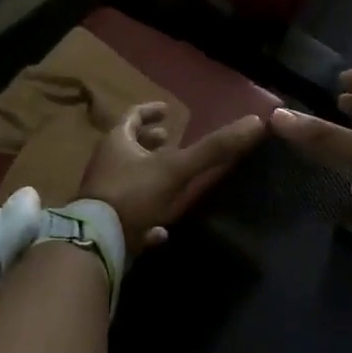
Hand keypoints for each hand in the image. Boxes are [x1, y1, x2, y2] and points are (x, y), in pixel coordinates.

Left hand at [79, 104, 265, 254]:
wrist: (96, 242)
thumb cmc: (133, 195)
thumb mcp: (177, 169)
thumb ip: (213, 149)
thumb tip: (255, 122)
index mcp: (117, 143)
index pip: (132, 117)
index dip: (150, 111)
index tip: (166, 111)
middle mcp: (105, 164)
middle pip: (127, 147)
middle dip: (148, 143)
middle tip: (169, 140)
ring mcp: (102, 194)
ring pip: (126, 179)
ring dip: (147, 176)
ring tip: (170, 180)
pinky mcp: (103, 223)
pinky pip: (126, 213)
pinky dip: (144, 215)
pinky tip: (161, 229)